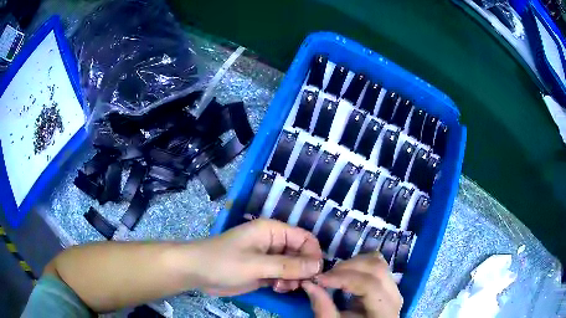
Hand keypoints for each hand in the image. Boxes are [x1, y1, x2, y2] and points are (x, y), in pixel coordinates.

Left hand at [189, 219, 322, 295]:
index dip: (313, 255)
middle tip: (296, 284)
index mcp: (272, 231)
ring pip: (294, 267)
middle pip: (301, 254)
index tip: (315, 274)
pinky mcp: (263, 271)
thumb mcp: (256, 265)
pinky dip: (284, 283)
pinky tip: (276, 289)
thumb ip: (288, 265)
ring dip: (293, 278)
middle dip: (302, 270)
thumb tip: (319, 266)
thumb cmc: (224, 263)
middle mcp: (273, 243)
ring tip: (282, 287)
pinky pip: (283, 276)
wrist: (196, 272)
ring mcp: (268, 258)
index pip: (305, 238)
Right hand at [302, 253, 401, 317]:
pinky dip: (358, 264)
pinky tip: (345, 274)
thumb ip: (323, 308)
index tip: (319, 279)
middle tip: (324, 277)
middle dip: (347, 267)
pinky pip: (377, 264)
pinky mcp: (387, 283)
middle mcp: (395, 295)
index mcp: (386, 312)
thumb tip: (309, 283)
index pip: (370, 285)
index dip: (344, 278)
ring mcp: (393, 288)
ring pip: (378, 261)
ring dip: (352, 263)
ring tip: (334, 275)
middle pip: (377, 267)